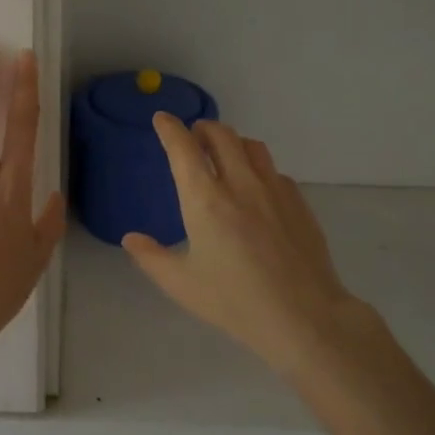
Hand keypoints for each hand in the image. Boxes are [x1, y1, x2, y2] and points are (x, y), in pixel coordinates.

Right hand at [122, 116, 379, 371]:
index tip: (162, 119)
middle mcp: (240, 183)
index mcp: (205, 200)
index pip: (183, 148)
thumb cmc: (234, 301)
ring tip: (224, 154)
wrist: (303, 316)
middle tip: (193, 137)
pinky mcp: (298, 202)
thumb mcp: (181, 284)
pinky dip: (258, 168)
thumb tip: (131, 238)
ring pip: (251, 146)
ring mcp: (274, 190)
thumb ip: (151, 257)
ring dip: (232, 141)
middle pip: (221, 135)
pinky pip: (274, 171)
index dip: (170, 128)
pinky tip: (257, 189)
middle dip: (202, 128)